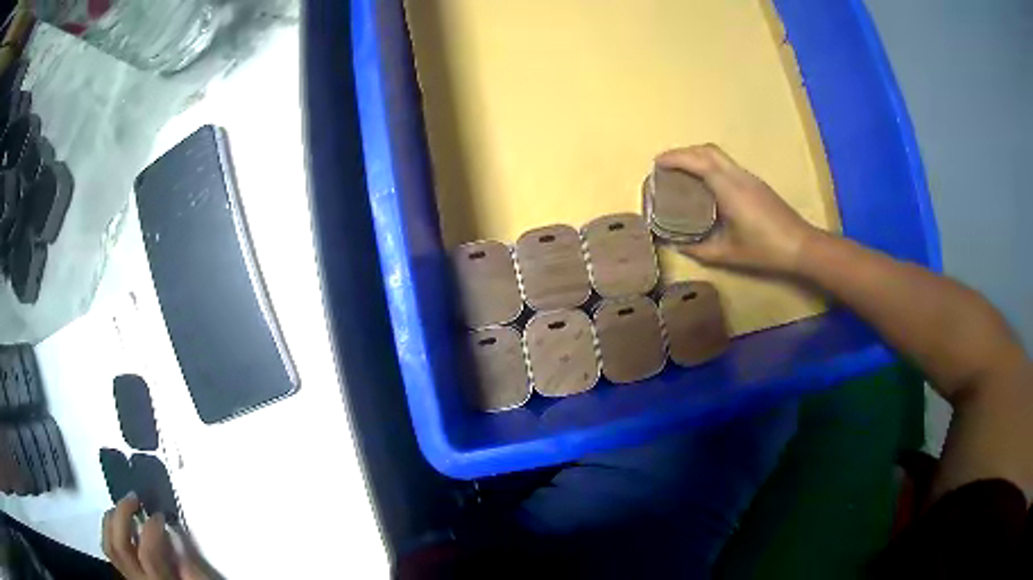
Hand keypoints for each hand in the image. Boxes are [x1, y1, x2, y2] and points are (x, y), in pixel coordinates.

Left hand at [102, 494, 217, 579]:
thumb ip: (192, 567)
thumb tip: (178, 542)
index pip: (148, 554)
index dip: (151, 530)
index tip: (160, 515)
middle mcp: (140, 579)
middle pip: (120, 545)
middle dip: (123, 515)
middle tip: (134, 498)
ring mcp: (130, 575)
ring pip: (109, 545)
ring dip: (112, 519)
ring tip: (124, 506)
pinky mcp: (126, 570)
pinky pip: (109, 548)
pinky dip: (110, 529)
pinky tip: (121, 521)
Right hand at [655, 144, 819, 273]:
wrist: (801, 245)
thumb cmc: (765, 250)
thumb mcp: (729, 254)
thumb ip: (700, 249)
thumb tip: (677, 246)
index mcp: (729, 189)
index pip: (698, 162)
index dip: (676, 158)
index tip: (657, 163)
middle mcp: (738, 176)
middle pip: (708, 150)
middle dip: (684, 152)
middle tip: (666, 165)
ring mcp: (749, 177)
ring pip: (718, 155)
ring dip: (697, 157)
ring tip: (681, 172)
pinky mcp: (755, 183)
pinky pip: (726, 165)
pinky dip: (709, 165)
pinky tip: (705, 184)